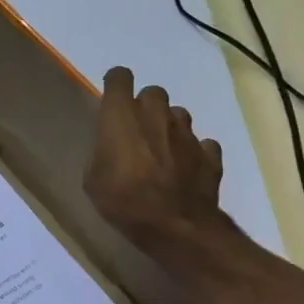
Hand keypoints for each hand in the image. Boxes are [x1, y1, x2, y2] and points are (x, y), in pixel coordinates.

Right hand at [83, 67, 229, 250]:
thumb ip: (103, 151)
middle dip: (145, 105)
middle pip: (153, 92)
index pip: (119, 77)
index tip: (111, 99)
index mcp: (121, 116)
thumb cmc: (122, 199)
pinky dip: (194, 151)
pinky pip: (202, 143)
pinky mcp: (210, 155)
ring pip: (179, 114)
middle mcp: (156, 115)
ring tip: (162, 149)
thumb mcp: (93, 178)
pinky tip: (186, 168)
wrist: (175, 226)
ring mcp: (187, 134)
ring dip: (169, 125)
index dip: (115, 84)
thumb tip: (112, 146)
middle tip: (137, 129)